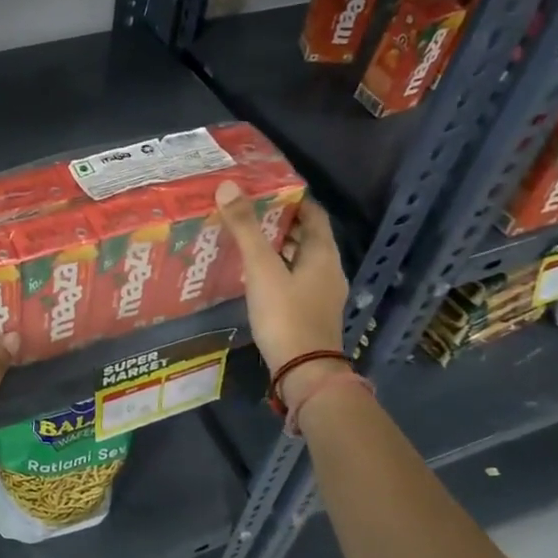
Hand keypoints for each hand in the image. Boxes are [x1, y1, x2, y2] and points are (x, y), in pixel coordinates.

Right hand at [215, 182, 350, 396]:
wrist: (304, 371)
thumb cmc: (286, 315)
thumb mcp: (262, 269)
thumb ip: (245, 228)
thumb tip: (228, 186)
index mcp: (323, 253)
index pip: (313, 213)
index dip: (292, 198)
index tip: (265, 189)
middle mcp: (329, 270)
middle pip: (306, 236)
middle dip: (279, 222)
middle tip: (247, 211)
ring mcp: (322, 294)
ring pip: (299, 259)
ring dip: (277, 247)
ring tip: (245, 238)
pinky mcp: (311, 312)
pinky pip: (294, 280)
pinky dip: (277, 270)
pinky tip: (254, 274)